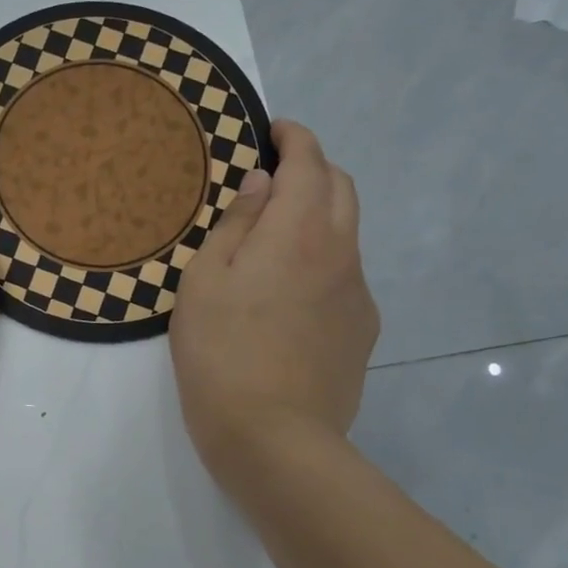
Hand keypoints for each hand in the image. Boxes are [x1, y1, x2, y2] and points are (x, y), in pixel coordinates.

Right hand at [170, 120, 379, 483]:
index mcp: (297, 232)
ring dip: (317, 215)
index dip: (295, 138)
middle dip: (313, 169)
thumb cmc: (220, 353)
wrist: (275, 437)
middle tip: (274, 177)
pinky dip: (321, 259)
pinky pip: (344, 274)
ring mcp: (358, 293)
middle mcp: (340, 252)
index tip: (275, 130)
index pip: (309, 162)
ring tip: (274, 237)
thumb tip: (264, 184)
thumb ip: (237, 224)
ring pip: (346, 232)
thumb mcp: (204, 281)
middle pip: (341, 188)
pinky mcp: (363, 329)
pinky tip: (288, 294)